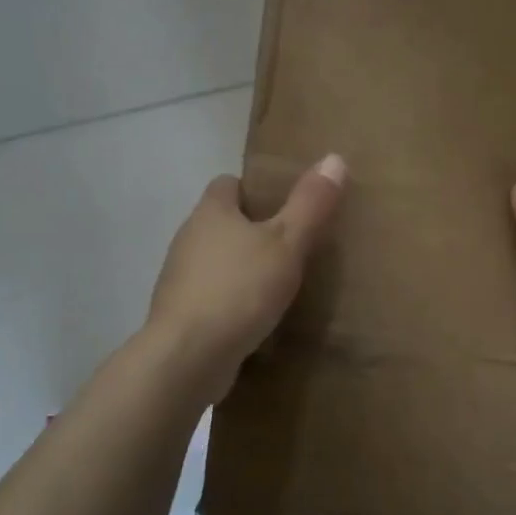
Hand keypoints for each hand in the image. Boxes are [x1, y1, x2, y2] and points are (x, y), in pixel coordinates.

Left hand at [147, 154, 347, 403]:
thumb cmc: (240, 290)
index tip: (285, 206)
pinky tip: (256, 318)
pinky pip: (211, 296)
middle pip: (221, 223)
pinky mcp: (181, 314)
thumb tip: (335, 157)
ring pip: (216, 261)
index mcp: (210, 212)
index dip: (255, 189)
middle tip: (291, 244)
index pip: (228, 184)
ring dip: (241, 268)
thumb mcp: (286, 243)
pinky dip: (232, 301)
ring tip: (278, 283)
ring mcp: (180, 278)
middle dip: (252, 230)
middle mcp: (188, 238)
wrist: (188, 357)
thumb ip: (310, 204)